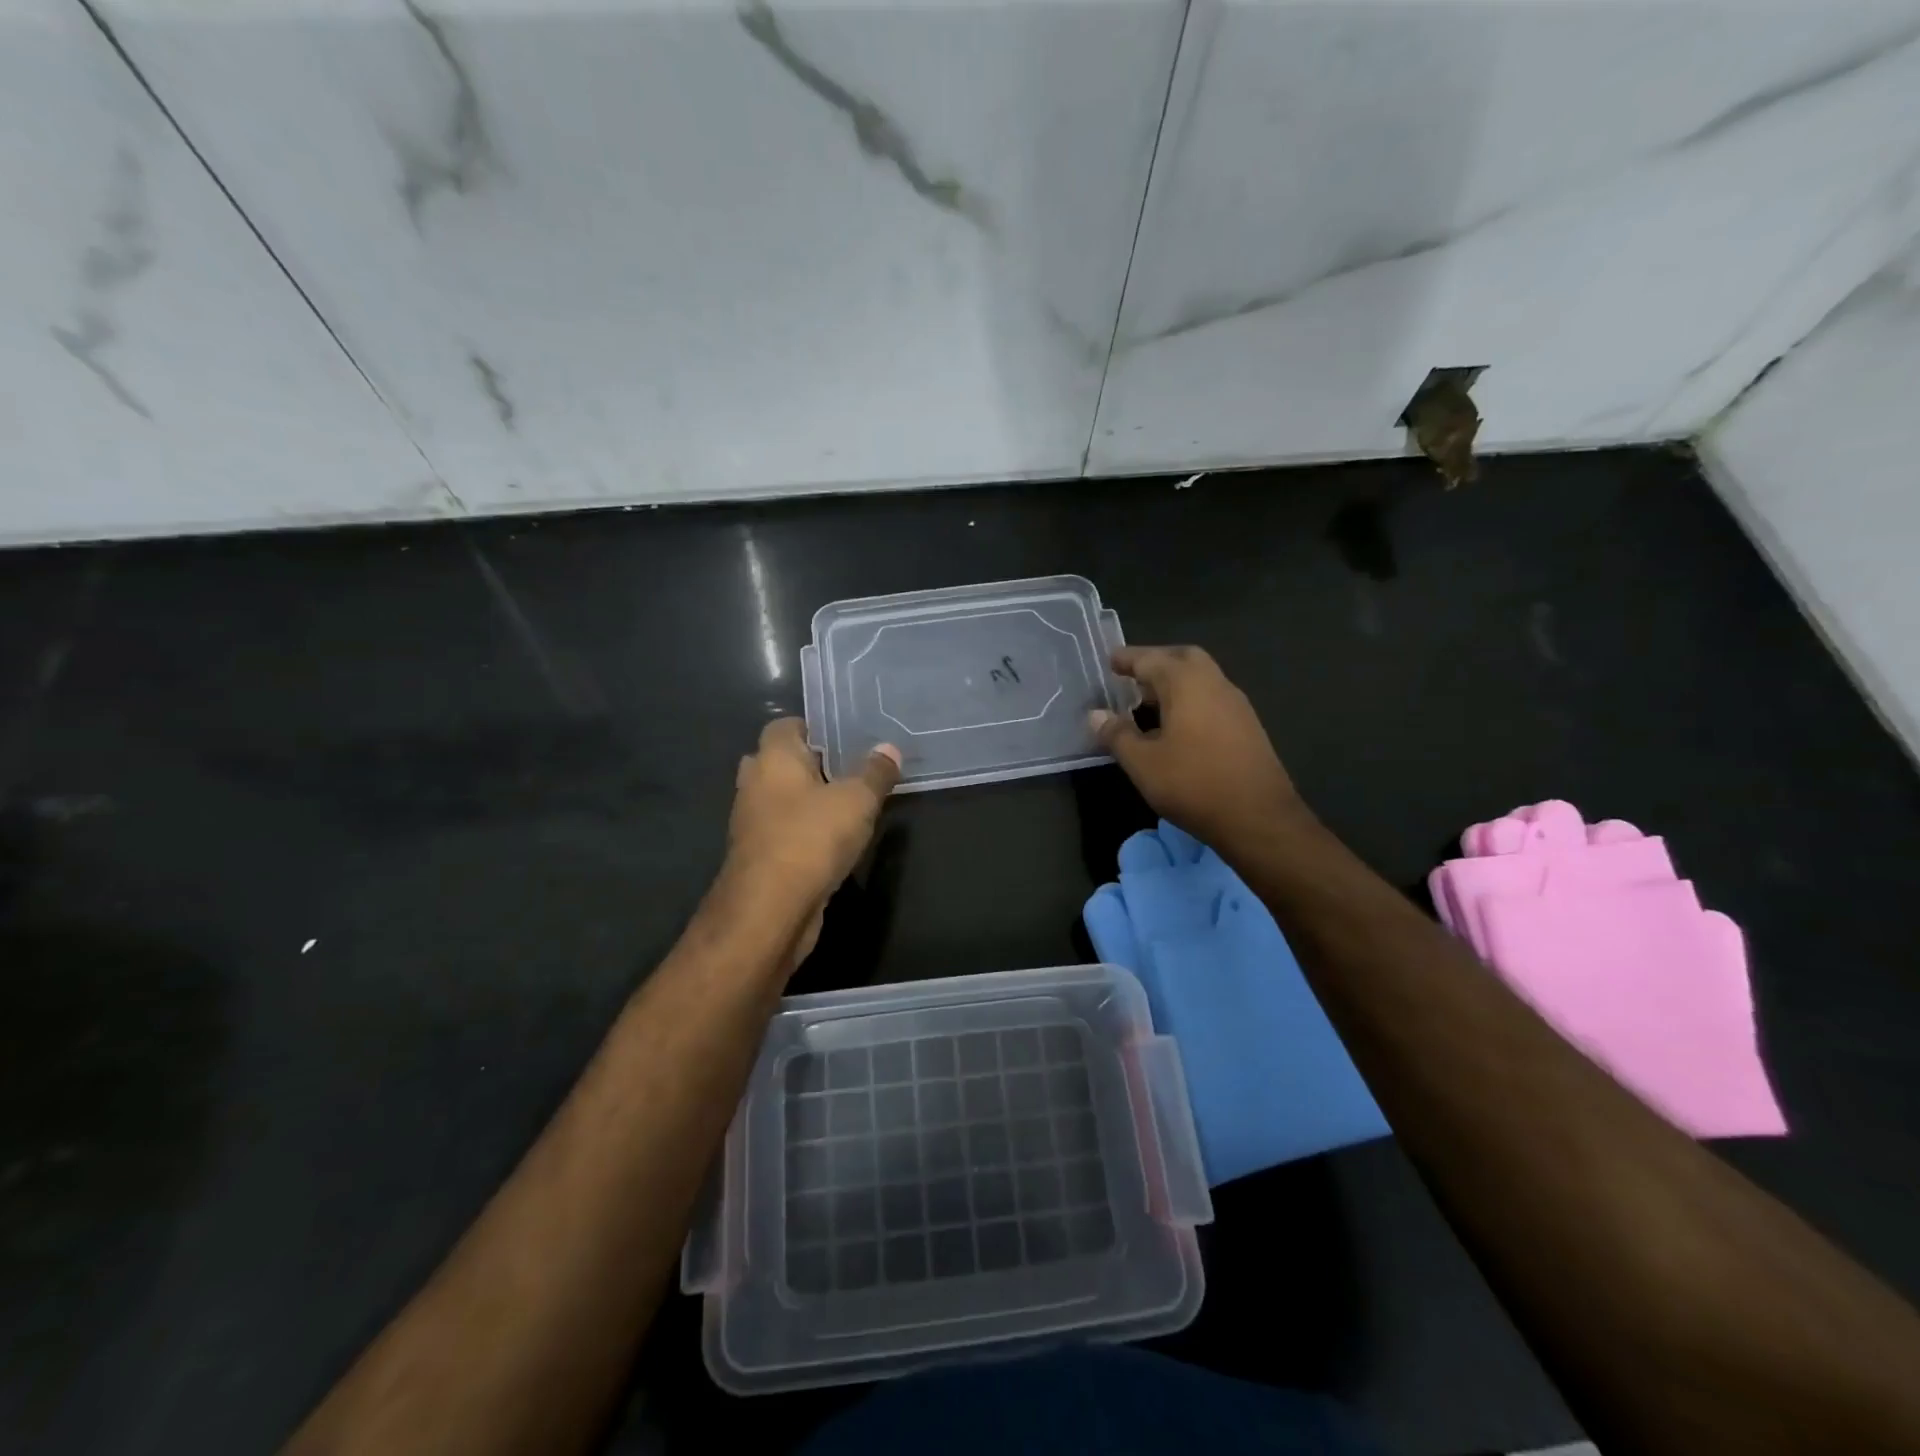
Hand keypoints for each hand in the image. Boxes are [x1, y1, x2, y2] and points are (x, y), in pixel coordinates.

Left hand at [722, 718, 900, 965]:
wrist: (769, 911)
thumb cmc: (811, 839)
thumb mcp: (857, 801)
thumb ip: (875, 772)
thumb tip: (889, 748)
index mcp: (773, 758)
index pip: (785, 725)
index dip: (816, 728)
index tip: (848, 738)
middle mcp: (755, 783)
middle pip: (782, 761)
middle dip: (813, 765)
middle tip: (852, 770)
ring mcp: (752, 822)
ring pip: (782, 799)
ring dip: (809, 801)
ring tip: (851, 804)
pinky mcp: (759, 855)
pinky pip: (784, 830)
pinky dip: (805, 830)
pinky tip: (836, 839)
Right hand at [1091, 645, 1305, 850]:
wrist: (1258, 817)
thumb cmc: (1193, 784)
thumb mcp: (1143, 763)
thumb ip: (1117, 735)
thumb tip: (1096, 715)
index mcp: (1187, 683)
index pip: (1151, 659)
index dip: (1128, 659)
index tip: (1110, 660)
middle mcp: (1214, 684)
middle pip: (1182, 659)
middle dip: (1156, 662)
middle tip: (1131, 675)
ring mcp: (1235, 704)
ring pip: (1201, 678)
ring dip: (1174, 682)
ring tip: (1147, 701)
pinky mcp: (1247, 726)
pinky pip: (1211, 698)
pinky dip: (1189, 699)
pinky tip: (1175, 726)